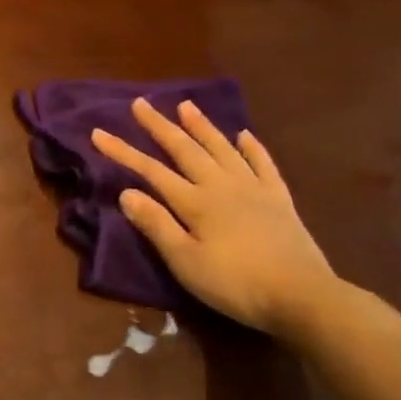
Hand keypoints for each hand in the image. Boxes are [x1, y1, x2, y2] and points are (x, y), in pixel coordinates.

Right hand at [91, 99, 339, 336]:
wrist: (302, 296)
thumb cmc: (234, 283)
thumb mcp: (185, 261)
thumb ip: (156, 225)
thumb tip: (125, 192)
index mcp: (195, 202)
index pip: (150, 171)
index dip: (123, 152)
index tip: (98, 133)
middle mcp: (222, 186)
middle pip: (185, 150)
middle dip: (160, 126)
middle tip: (140, 103)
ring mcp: (254, 189)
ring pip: (222, 148)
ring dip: (202, 126)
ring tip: (186, 105)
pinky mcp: (279, 200)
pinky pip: (263, 164)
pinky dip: (252, 148)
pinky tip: (244, 135)